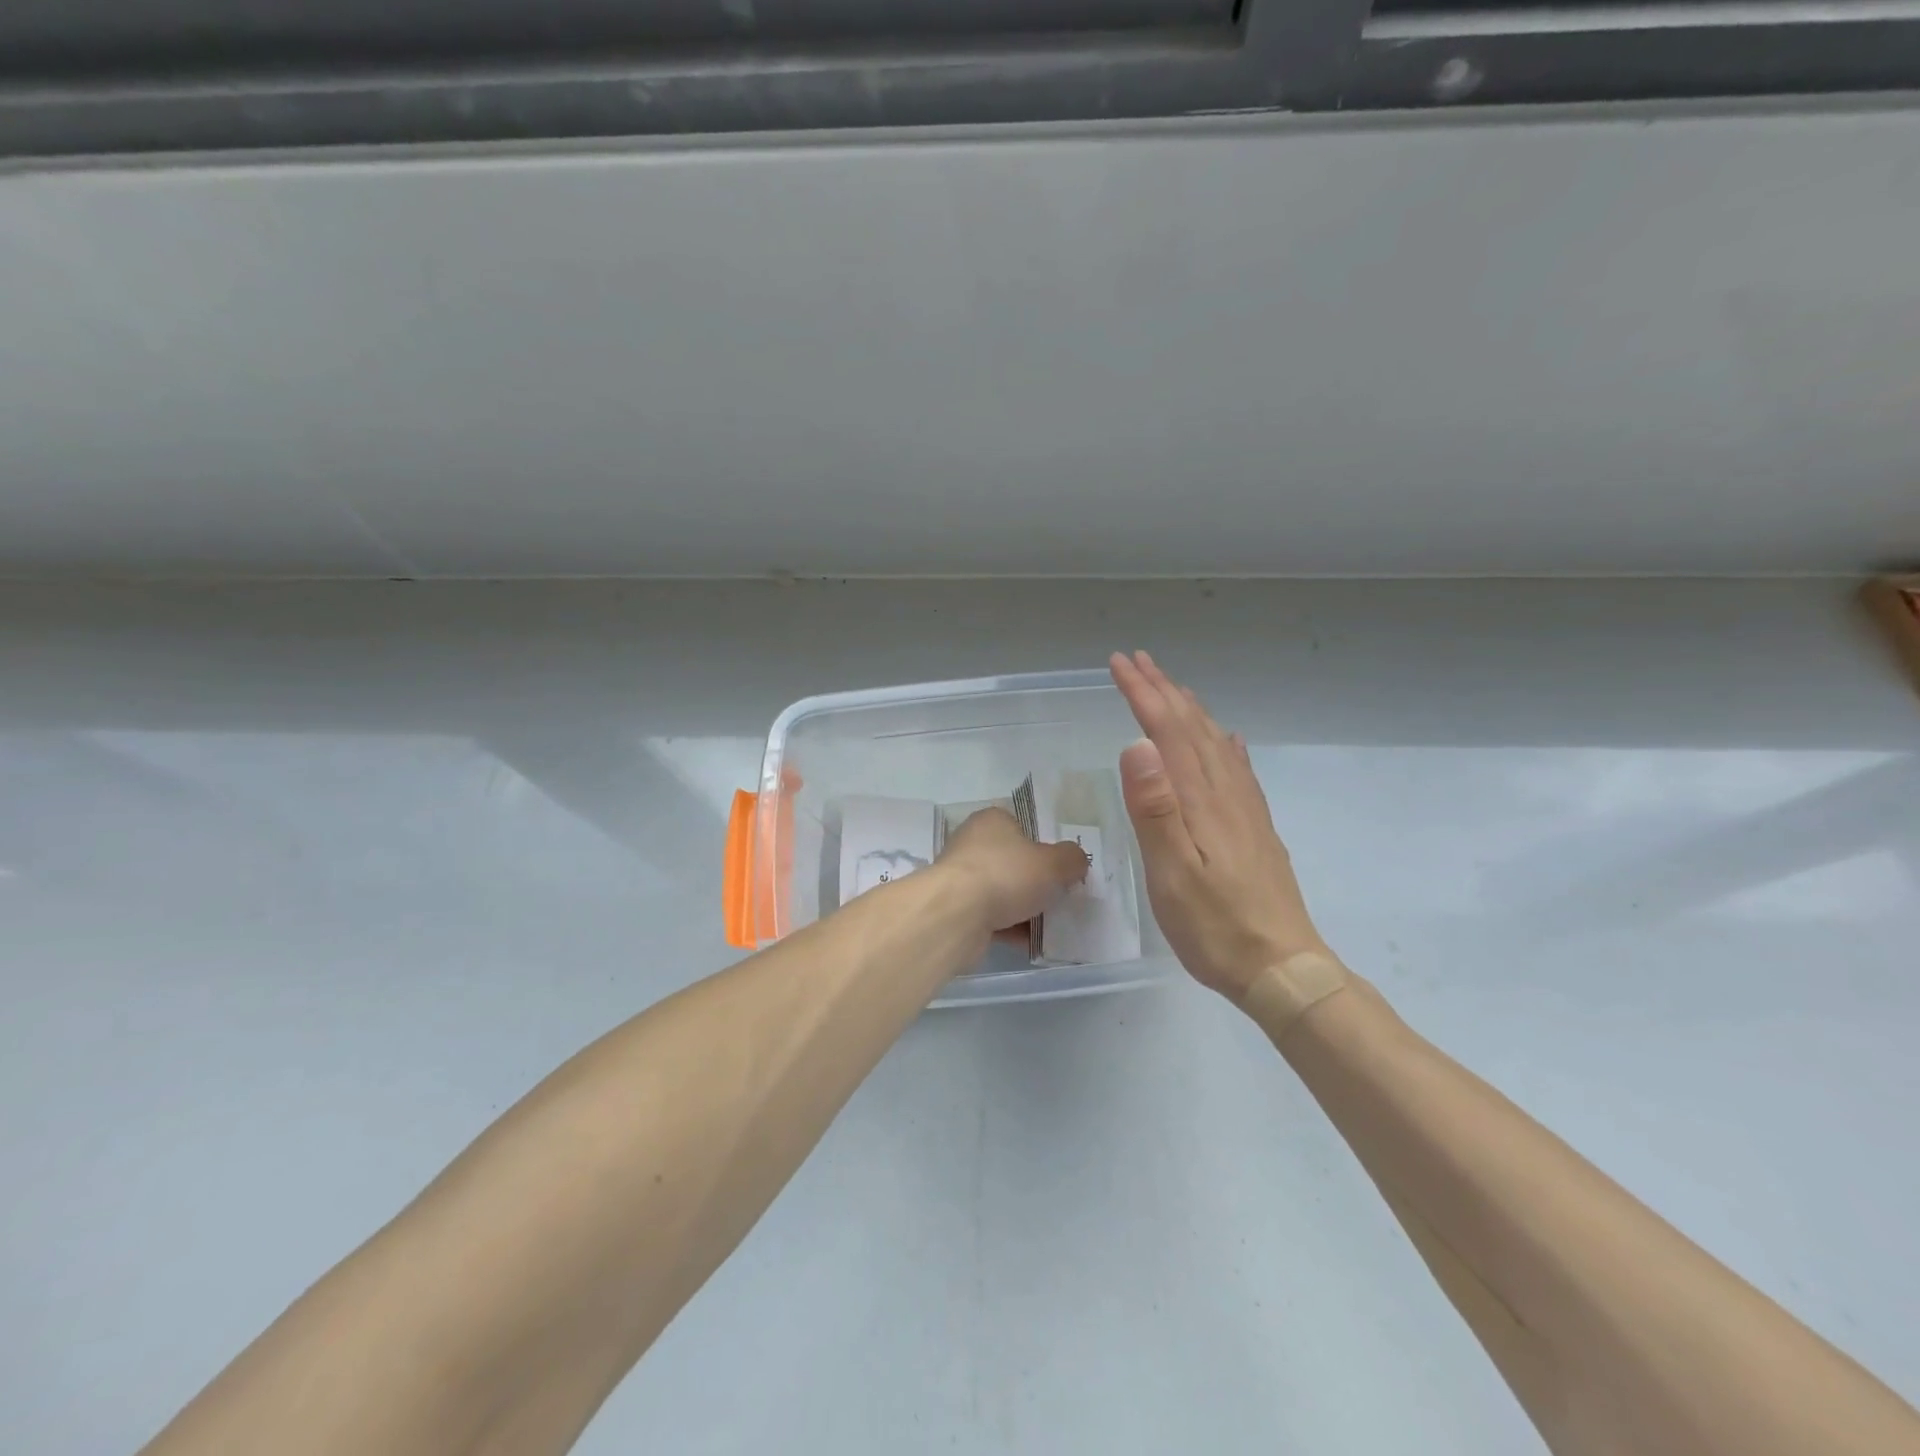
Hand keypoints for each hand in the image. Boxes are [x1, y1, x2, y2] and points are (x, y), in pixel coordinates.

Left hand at [936, 807, 1089, 933]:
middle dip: (1035, 880)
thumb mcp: (1054, 863)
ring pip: (1002, 892)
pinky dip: (1010, 929)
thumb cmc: (1006, 875)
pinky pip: (991, 918)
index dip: (1043, 845)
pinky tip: (1031, 943)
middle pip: (1013, 861)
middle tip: (1061, 896)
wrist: (957, 915)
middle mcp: (972, 844)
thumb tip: (1076, 861)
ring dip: (1024, 908)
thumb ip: (1071, 859)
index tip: (1061, 866)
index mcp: (992, 821)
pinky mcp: (957, 910)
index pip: (1021, 826)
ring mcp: (961, 878)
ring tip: (1052, 924)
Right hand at [1110, 651, 1330, 1002]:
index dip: (1143, 694)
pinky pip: (1238, 770)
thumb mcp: (1172, 872)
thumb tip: (1137, 743)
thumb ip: (1155, 808)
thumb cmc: (1215, 925)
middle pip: (1193, 728)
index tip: (1119, 664)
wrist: (1281, 967)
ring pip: (1216, 743)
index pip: (1167, 732)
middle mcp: (1226, 794)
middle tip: (1138, 660)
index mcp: (1201, 800)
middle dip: (1163, 691)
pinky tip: (1228, 740)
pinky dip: (1225, 744)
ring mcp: (1246, 810)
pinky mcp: (1255, 829)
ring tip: (1173, 688)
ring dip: (1190, 710)